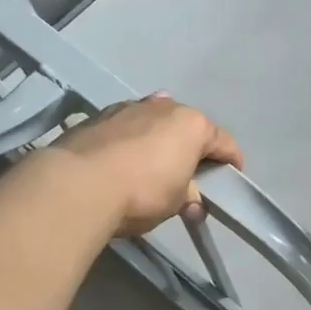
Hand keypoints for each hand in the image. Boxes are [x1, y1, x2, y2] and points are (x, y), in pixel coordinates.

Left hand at [47, 94, 242, 236]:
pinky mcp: (98, 116)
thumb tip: (191, 202)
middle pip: (188, 128)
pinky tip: (124, 159)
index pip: (224, 142)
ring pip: (155, 122)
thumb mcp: (176, 202)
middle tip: (190, 177)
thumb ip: (189, 196)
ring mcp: (129, 108)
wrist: (78, 184)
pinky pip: (127, 128)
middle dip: (192, 149)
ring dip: (160, 141)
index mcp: (193, 125)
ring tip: (154, 166)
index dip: (231, 162)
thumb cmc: (142, 192)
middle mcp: (164, 107)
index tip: (231, 178)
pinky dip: (132, 141)